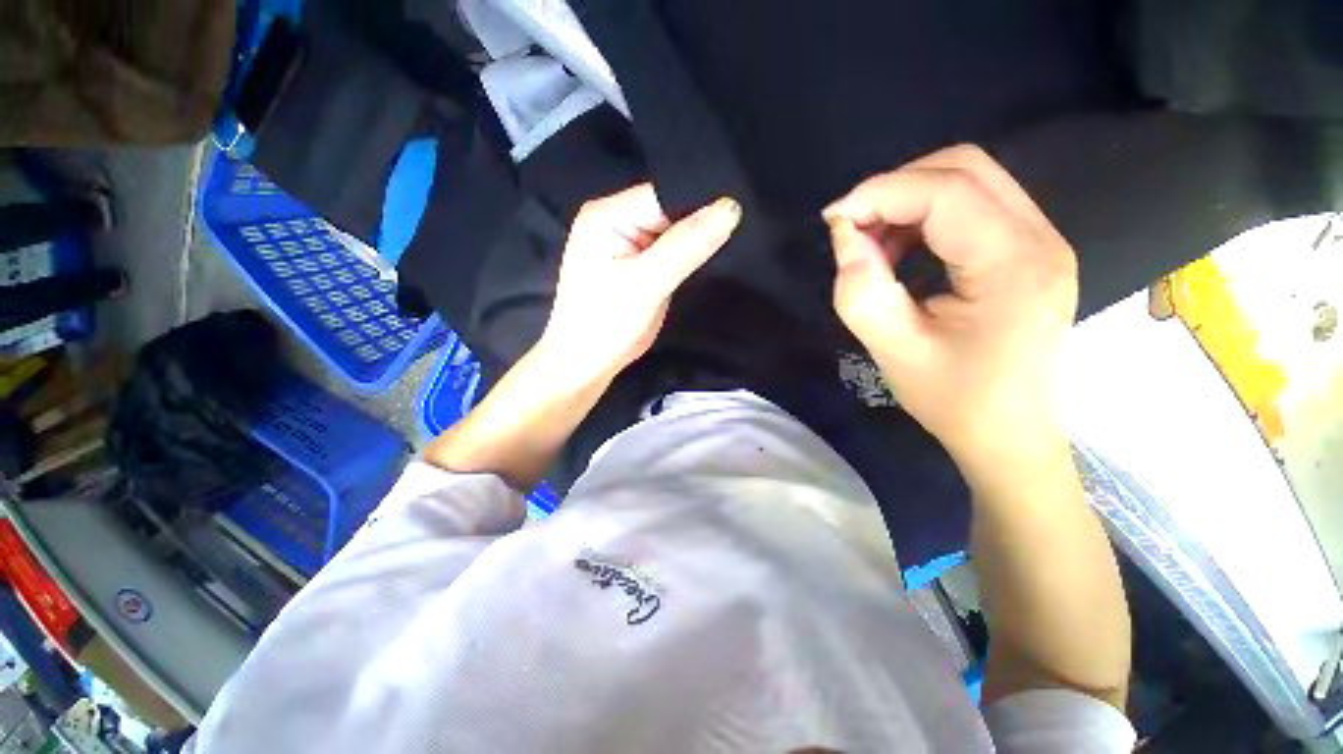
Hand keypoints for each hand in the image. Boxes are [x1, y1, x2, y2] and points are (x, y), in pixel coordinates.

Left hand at [539, 184, 740, 383]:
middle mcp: (614, 219)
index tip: (737, 214)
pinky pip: (668, 249)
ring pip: (673, 230)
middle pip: (670, 209)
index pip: (664, 193)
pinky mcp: (636, 262)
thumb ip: (687, 246)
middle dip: (700, 223)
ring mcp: (625, 242)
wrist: (587, 364)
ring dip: (695, 241)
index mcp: (608, 214)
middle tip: (737, 231)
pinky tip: (704, 260)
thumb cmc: (606, 325)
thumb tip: (731, 208)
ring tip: (725, 245)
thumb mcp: (647, 283)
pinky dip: (686, 255)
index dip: (701, 202)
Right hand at [823, 145, 1077, 482]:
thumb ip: (862, 291)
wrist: (1008, 433)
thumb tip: (845, 235)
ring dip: (909, 201)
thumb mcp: (894, 351)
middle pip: (964, 168)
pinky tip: (902, 250)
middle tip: (852, 228)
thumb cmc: (954, 400)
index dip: (880, 193)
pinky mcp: (1028, 250)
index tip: (833, 219)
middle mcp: (1040, 238)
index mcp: (1014, 266)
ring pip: (969, 180)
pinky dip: (926, 216)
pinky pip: (974, 205)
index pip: (946, 192)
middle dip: (895, 189)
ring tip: (873, 245)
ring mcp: (1041, 240)